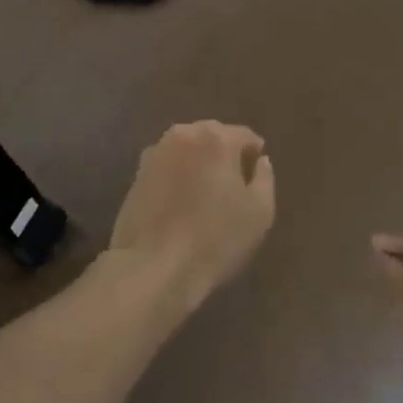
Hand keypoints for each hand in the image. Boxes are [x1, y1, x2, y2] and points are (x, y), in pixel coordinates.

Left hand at [107, 122, 275, 312]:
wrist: (154, 267)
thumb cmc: (216, 238)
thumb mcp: (260, 212)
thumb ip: (265, 178)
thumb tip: (260, 161)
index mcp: (217, 138)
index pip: (245, 136)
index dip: (254, 156)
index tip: (256, 180)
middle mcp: (184, 135)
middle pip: (213, 137)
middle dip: (225, 156)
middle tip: (233, 188)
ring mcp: (155, 153)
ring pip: (188, 151)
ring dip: (199, 165)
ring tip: (205, 196)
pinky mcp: (137, 174)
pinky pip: (168, 167)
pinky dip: (177, 177)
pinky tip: (181, 204)